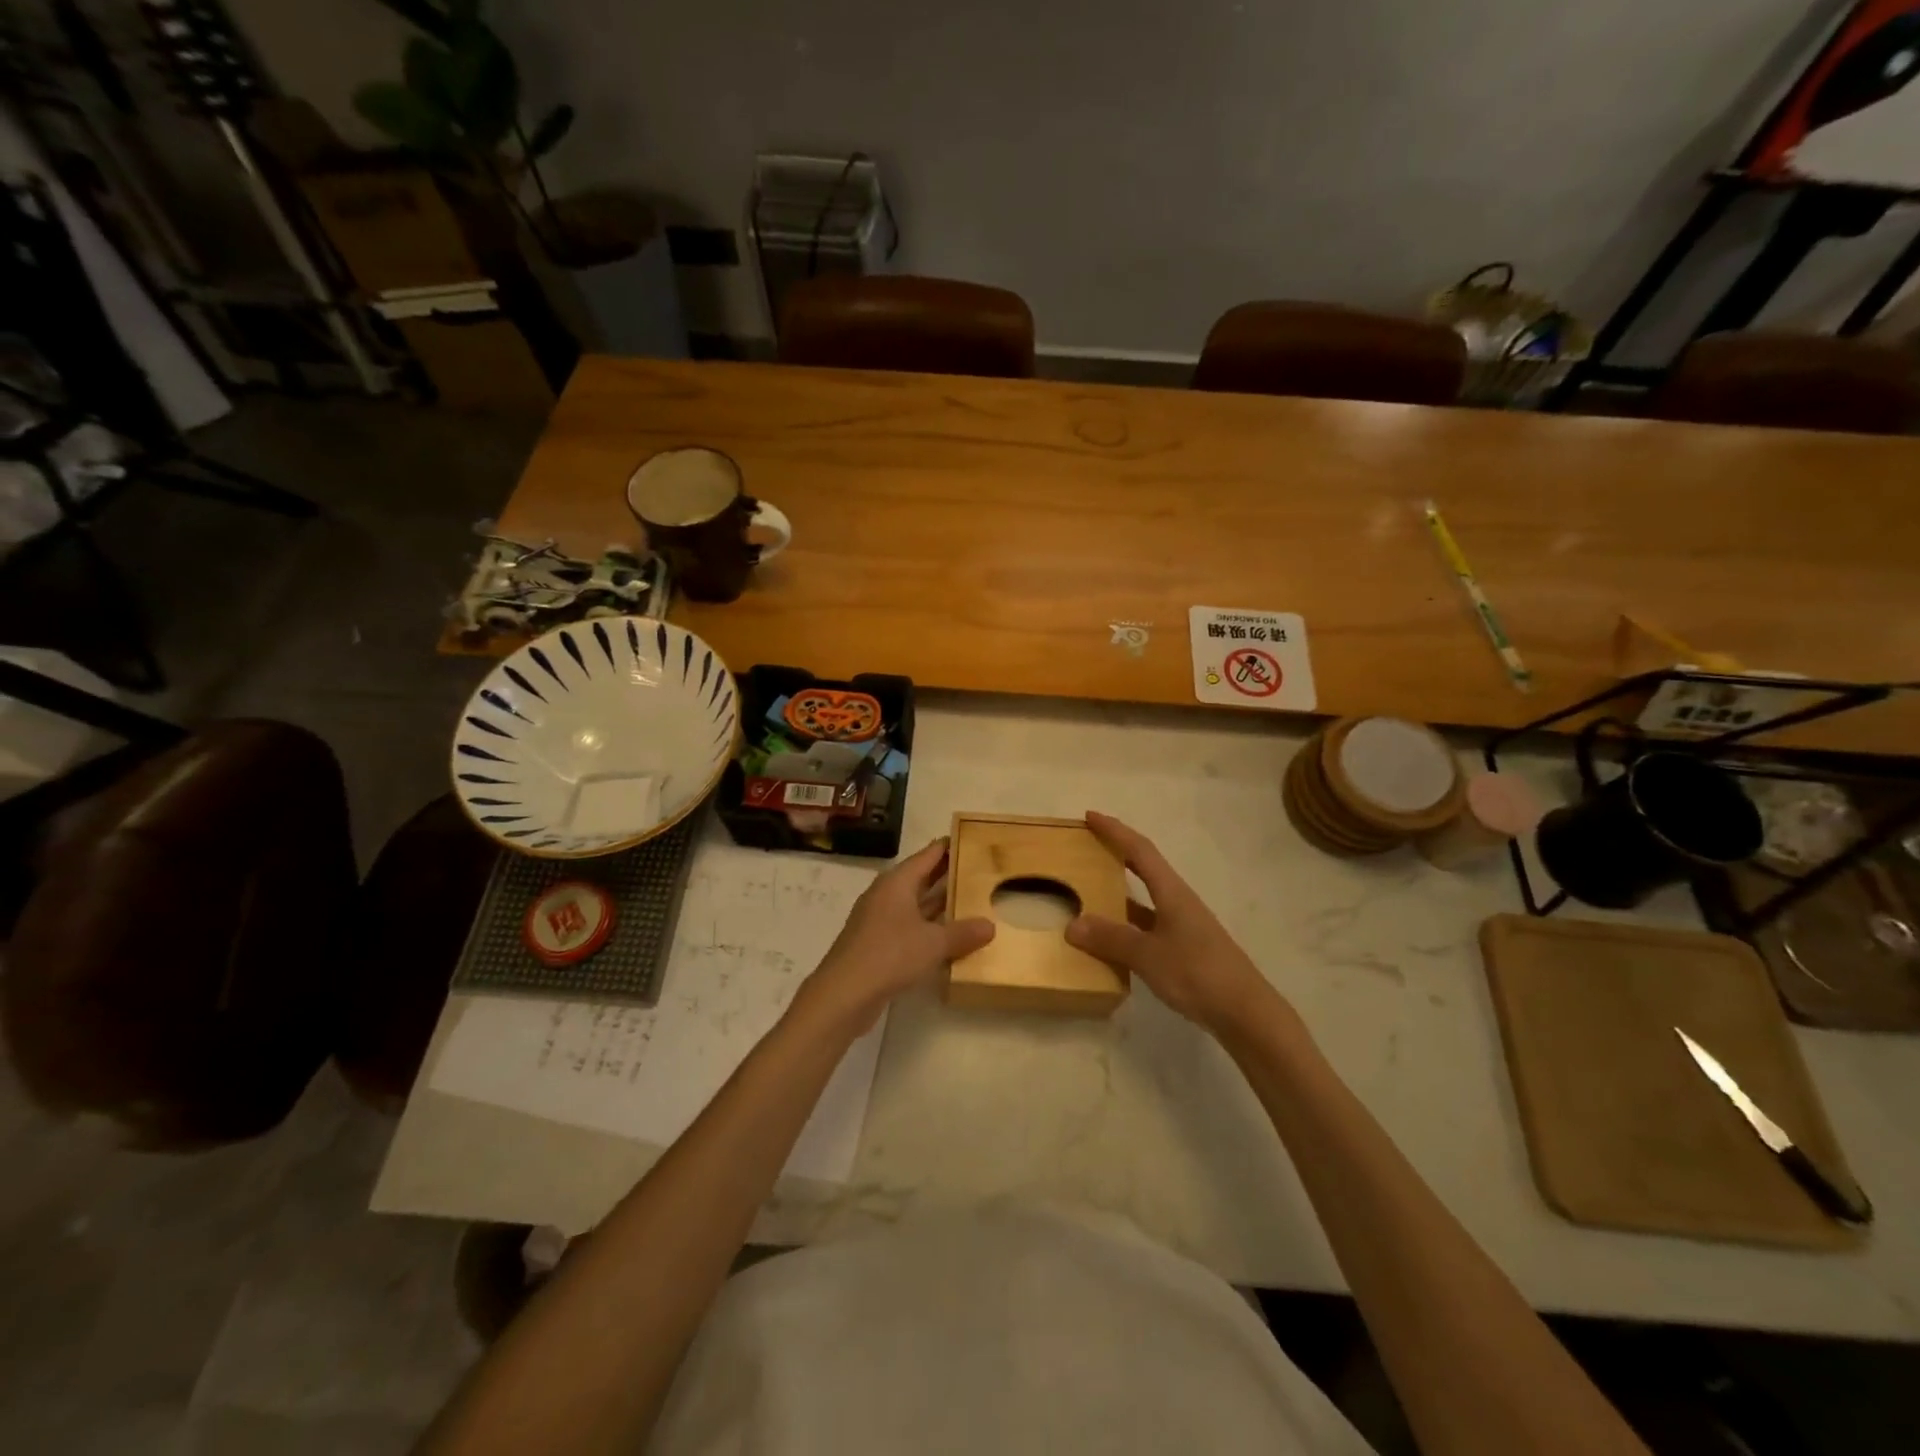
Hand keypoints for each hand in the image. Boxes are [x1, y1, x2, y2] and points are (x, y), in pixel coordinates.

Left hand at [798, 839, 994, 1032]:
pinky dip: (927, 928)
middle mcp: (886, 895)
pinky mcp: (876, 944)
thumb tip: (990, 926)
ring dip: (938, 904)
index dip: (947, 847)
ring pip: (914, 905)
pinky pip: (908, 927)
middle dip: (946, 875)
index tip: (968, 839)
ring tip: (969, 901)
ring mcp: (878, 920)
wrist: (844, 994)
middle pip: (920, 878)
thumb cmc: (890, 954)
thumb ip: (963, 933)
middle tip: (976, 869)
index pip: (926, 856)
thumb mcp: (934, 943)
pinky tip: (947, 937)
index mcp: (897, 883)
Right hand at [1065, 812, 1282, 1035]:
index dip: (1115, 831)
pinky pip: (1148, 926)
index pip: (1139, 850)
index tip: (1090, 817)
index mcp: (1172, 892)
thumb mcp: (1147, 955)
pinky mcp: (1185, 950)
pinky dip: (1128, 925)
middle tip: (1088, 847)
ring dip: (1120, 892)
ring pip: (1146, 900)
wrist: (1245, 1013)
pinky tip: (1112, 939)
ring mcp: (1184, 927)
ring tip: (1090, 892)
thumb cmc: (1197, 973)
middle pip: (1145, 868)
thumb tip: (1072, 925)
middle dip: (1117, 854)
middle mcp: (1178, 902)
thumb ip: (1110, 938)